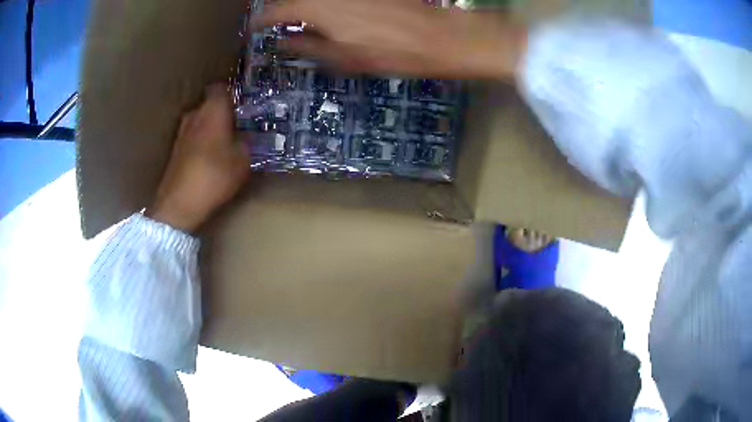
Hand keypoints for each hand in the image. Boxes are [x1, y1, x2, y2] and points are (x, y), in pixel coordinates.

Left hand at [149, 83, 249, 232]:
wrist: (180, 203)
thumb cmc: (215, 175)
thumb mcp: (243, 160)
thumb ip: (246, 141)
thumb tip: (245, 135)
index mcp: (213, 109)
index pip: (221, 87)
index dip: (232, 93)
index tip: (242, 105)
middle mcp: (195, 114)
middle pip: (210, 104)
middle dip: (223, 113)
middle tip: (237, 127)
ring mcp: (181, 131)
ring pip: (200, 121)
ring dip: (211, 128)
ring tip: (224, 144)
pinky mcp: (175, 148)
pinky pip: (192, 136)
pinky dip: (201, 141)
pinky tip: (208, 158)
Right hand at [251, 0, 526, 78]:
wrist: (434, 35)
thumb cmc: (388, 52)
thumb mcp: (341, 58)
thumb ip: (307, 46)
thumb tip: (284, 41)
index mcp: (315, 8)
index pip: (273, 12)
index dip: (260, 22)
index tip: (252, 30)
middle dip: (279, 10)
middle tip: (273, 23)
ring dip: (300, 7)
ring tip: (297, 20)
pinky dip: (322, 5)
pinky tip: (326, 13)